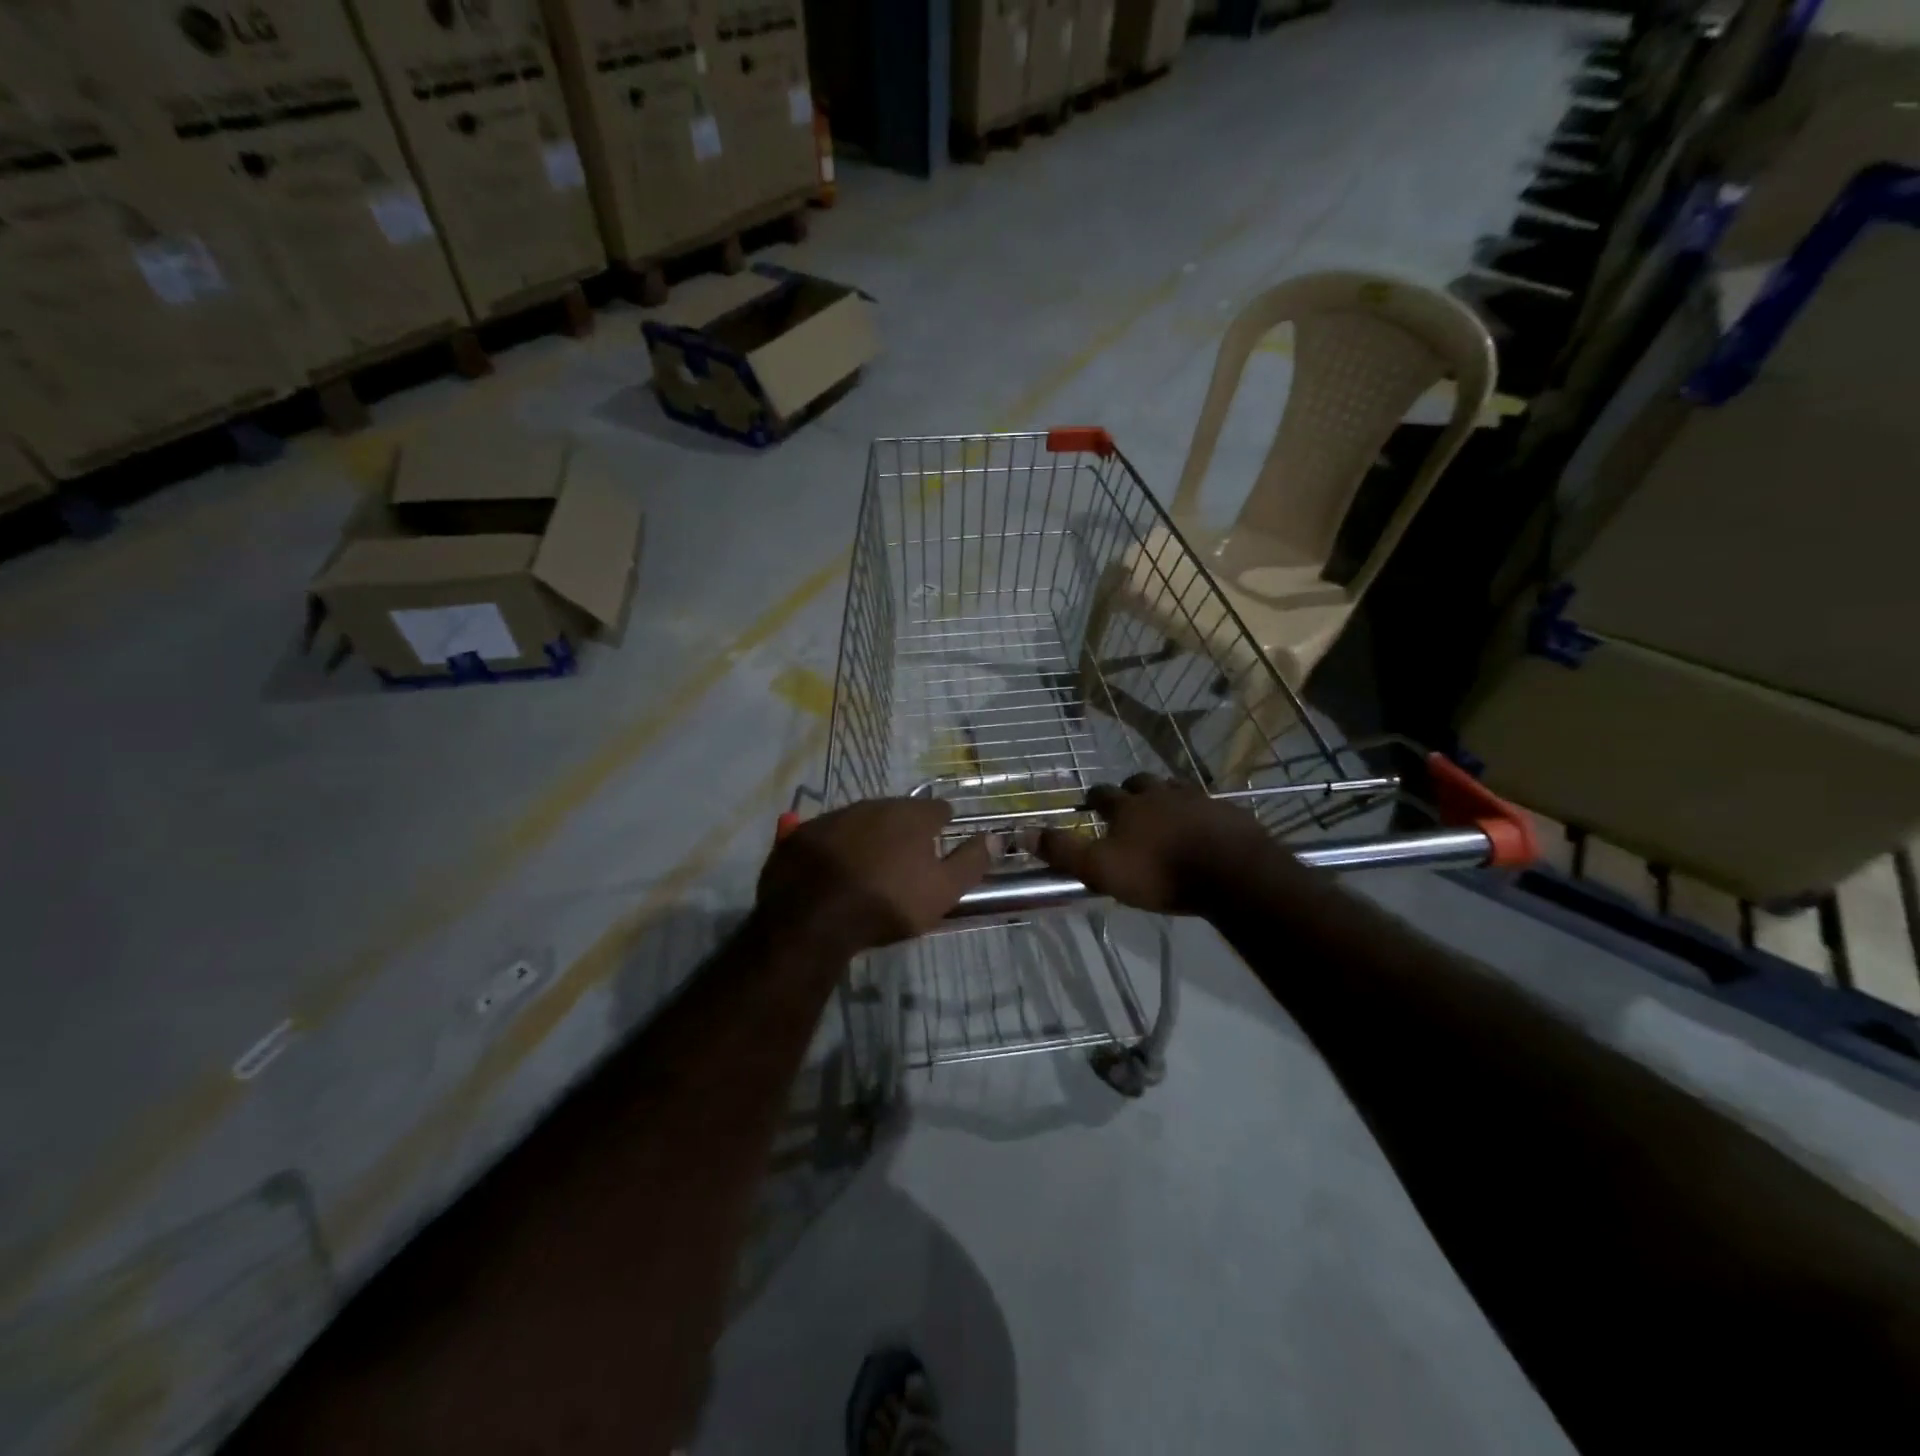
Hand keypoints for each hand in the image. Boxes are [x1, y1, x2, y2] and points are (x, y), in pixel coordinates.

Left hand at [756, 798, 989, 955]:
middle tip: (904, 860)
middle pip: (898, 812)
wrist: (814, 919)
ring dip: (869, 836)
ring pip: (861, 820)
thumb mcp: (942, 891)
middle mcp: (873, 804)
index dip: (943, 826)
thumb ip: (971, 861)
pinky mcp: (804, 833)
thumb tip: (994, 836)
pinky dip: (836, 847)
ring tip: (869, 866)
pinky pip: (829, 835)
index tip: (941, 845)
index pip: (938, 809)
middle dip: (904, 830)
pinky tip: (834, 871)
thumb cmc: (887, 904)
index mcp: (911, 815)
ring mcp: (835, 816)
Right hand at [1036, 774, 1279, 915]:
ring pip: (1174, 789)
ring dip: (1165, 797)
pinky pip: (1207, 806)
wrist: (1233, 873)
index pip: (1102, 793)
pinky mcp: (1227, 813)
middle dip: (1131, 791)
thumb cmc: (1160, 872)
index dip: (1094, 799)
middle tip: (1128, 807)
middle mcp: (1160, 794)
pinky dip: (1199, 813)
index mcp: (1128, 807)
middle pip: (1140, 783)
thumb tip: (1022, 832)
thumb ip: (1063, 851)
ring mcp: (1197, 800)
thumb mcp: (1102, 869)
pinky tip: (1202, 828)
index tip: (1090, 805)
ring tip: (1164, 813)